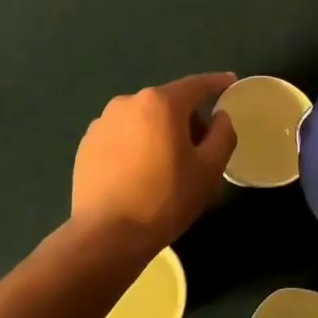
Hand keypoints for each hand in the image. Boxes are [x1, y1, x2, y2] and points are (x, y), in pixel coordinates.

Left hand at [71, 73, 236, 254]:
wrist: (107, 235)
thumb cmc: (166, 199)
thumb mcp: (209, 169)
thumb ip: (223, 134)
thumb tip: (219, 117)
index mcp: (160, 103)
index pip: (196, 85)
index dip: (217, 83)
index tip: (231, 82)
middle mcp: (127, 103)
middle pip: (168, 103)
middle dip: (187, 119)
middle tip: (201, 150)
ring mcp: (102, 123)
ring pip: (143, 120)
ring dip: (160, 133)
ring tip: (167, 167)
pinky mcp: (86, 145)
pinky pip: (122, 136)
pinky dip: (136, 146)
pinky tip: (140, 175)